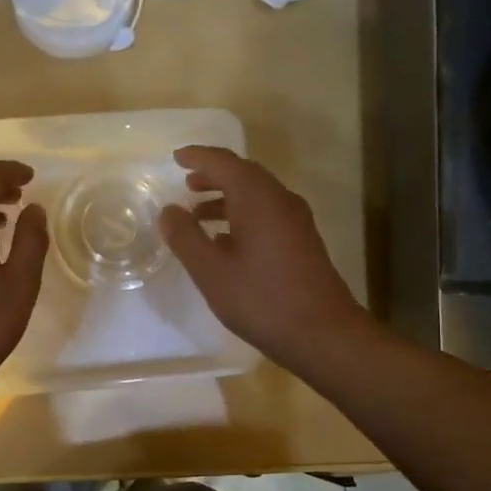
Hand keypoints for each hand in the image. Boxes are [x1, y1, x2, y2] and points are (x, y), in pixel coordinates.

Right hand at [158, 145, 370, 372]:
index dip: (198, 157)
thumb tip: (168, 210)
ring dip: (226, 198)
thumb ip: (186, 237)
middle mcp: (280, 201)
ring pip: (256, 196)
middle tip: (186, 184)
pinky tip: (224, 242)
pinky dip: (241, 217)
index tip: (175, 157)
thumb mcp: (211, 271)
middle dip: (213, 176)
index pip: (224, 162)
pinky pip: (266, 215)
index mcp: (258, 199)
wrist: (322, 333)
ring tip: (197, 215)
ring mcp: (295, 221)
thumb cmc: (261, 300)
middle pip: (244, 175)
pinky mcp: (301, 242)